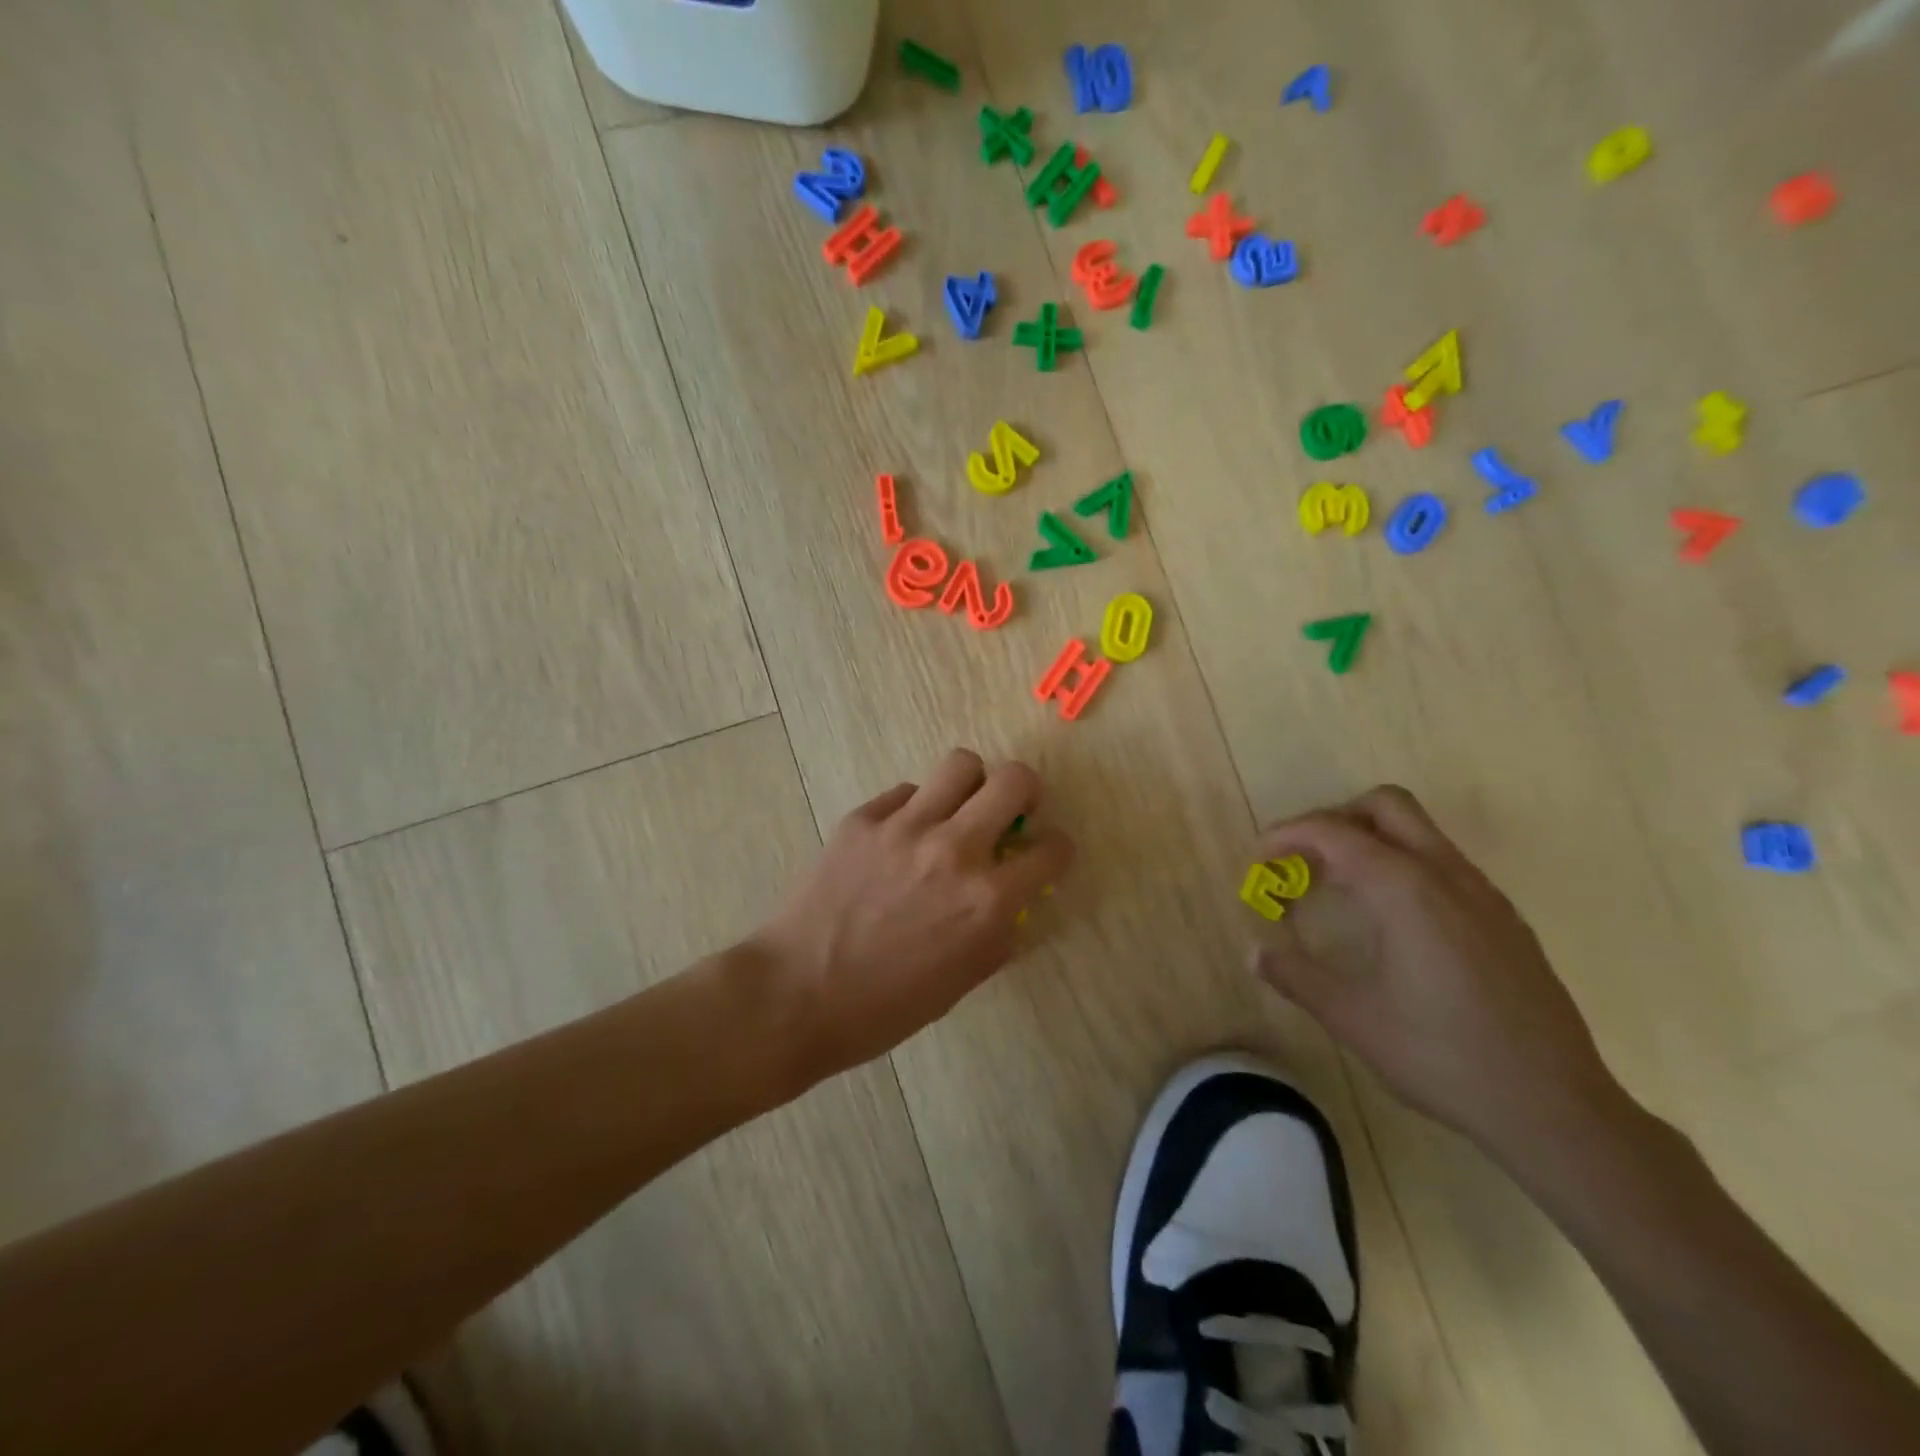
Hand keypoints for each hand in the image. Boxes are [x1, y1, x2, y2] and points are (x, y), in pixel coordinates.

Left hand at [751, 749, 1073, 1080]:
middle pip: (1014, 780)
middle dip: (1025, 790)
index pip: (1051, 850)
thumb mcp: (961, 982)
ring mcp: (906, 827)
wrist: (796, 995)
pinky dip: (914, 808)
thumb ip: (997, 934)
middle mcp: (955, 851)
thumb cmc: (884, 1007)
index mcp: (987, 900)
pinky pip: (905, 792)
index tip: (1045, 852)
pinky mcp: (864, 818)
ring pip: (960, 764)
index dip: (1056, 849)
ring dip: (971, 784)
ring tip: (957, 808)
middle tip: (1011, 808)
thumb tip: (1010, 903)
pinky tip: (899, 838)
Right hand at [1251, 785, 1629, 1166]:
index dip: (1289, 835)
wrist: (1557, 1107)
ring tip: (1339, 886)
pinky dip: (1404, 865)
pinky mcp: (1504, 918)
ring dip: (1371, 839)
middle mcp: (1447, 875)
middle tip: (1304, 857)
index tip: (1261, 856)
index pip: (1336, 833)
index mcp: (1406, 890)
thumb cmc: (1444, 1057)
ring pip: (1421, 830)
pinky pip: (1444, 863)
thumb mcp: (1354, 1019)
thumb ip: (1298, 976)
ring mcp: (1484, 894)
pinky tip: (1392, 919)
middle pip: (1386, 805)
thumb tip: (1255, 951)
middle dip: (1336, 818)